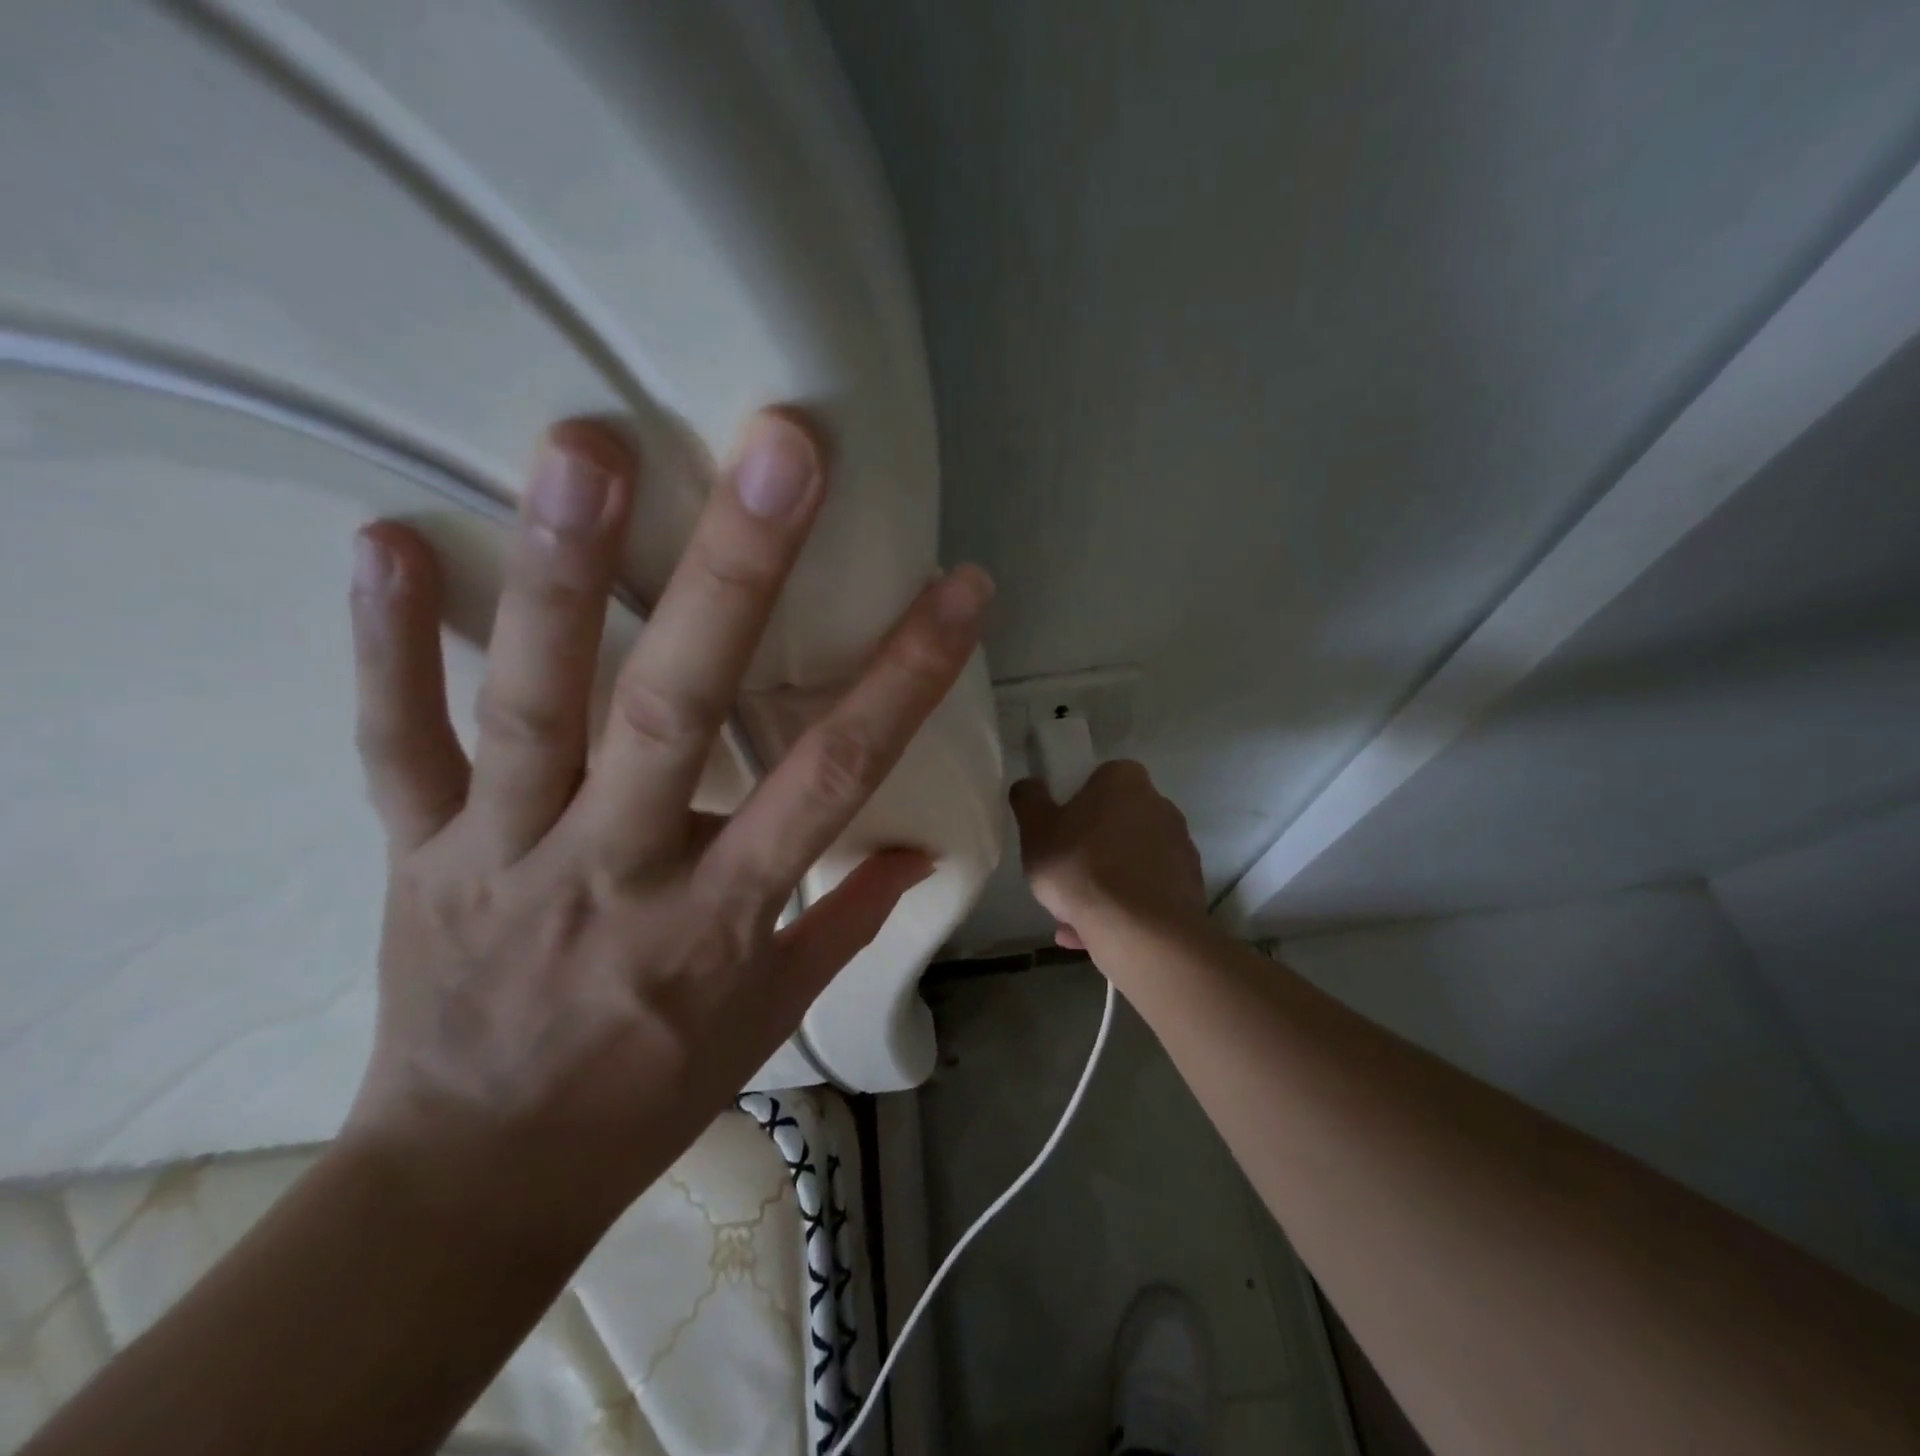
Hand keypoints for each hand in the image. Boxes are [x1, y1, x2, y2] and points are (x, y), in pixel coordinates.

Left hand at [343, 410, 990, 1232]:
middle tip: (778, 452)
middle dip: (738, 575)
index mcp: (718, 919)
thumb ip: (844, 924)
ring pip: (535, 701)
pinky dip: (385, 647)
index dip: (904, 676)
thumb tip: (917, 851)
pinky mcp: (417, 850)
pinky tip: (383, 539)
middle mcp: (616, 869)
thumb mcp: (766, 1022)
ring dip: (560, 571)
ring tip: (588, 448)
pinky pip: (397, 741)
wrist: (474, 1178)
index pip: (831, 778)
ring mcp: (502, 853)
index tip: (960, 590)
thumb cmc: (646, 1096)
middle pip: (678, 708)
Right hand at [1009, 760, 1206, 951]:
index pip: (1100, 779)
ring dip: (1103, 884)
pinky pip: (1144, 892)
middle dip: (1090, 848)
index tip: (1058, 830)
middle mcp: (1160, 806)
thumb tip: (1029, 784)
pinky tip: (1092, 935)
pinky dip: (1122, 908)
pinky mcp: (1187, 887)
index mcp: (1125, 781)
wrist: (1141, 931)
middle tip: (1061, 876)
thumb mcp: (1035, 831)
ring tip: (1071, 918)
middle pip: (1115, 822)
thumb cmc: (1080, 868)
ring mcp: (1179, 848)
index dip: (1076, 803)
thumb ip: (1029, 801)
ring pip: (1128, 862)